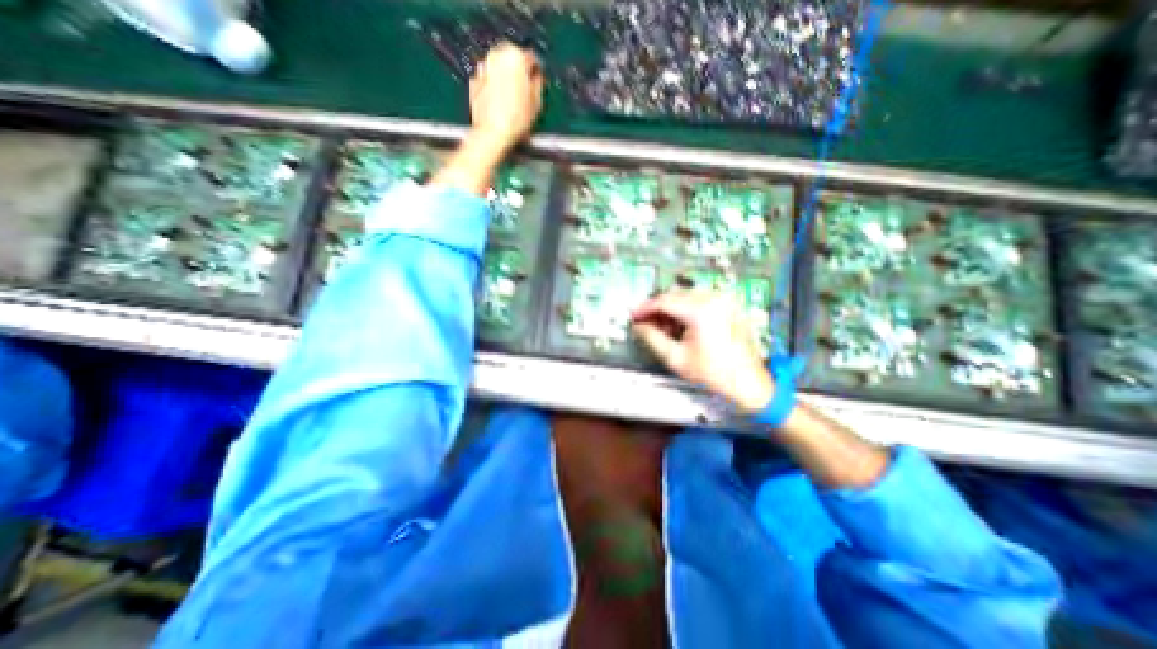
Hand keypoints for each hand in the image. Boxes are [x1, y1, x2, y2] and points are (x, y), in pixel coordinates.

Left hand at [466, 40, 546, 150]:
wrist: (492, 134)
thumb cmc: (516, 120)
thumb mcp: (537, 103)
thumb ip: (538, 84)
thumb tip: (536, 78)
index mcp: (515, 57)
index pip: (530, 58)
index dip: (535, 72)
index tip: (537, 83)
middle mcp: (496, 55)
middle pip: (512, 59)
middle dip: (518, 72)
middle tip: (525, 91)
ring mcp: (482, 67)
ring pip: (498, 68)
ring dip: (505, 79)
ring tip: (512, 100)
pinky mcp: (473, 81)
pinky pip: (488, 80)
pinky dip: (493, 87)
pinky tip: (499, 104)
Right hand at [632, 292, 775, 411]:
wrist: (748, 382)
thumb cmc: (715, 373)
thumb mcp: (676, 358)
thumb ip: (652, 338)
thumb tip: (639, 326)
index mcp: (701, 310)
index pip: (664, 301)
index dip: (645, 308)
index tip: (634, 316)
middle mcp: (714, 299)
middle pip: (675, 295)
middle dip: (658, 308)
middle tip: (646, 322)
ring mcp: (724, 300)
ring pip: (686, 296)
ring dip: (671, 309)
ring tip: (663, 327)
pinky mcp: (729, 305)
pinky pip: (700, 300)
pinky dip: (686, 309)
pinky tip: (680, 325)